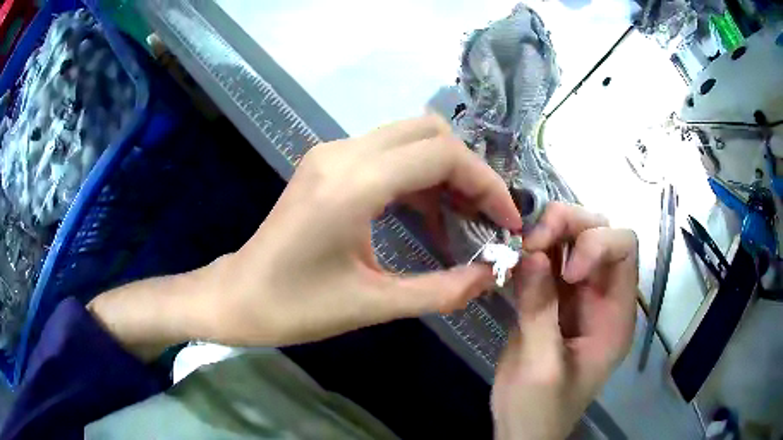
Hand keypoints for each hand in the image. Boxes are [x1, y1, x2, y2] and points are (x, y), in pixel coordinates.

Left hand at [89, 115, 521, 355]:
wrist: (239, 297)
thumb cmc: (296, 308)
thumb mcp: (374, 305)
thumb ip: (442, 290)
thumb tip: (492, 274)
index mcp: (351, 185)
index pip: (441, 154)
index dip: (485, 184)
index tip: (507, 220)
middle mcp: (342, 154)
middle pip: (429, 133)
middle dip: (469, 171)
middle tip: (487, 216)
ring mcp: (331, 154)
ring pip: (410, 138)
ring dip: (445, 172)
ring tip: (465, 219)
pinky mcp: (327, 164)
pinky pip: (388, 154)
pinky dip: (418, 178)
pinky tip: (428, 217)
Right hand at [491, 202, 637, 439]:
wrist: (523, 431)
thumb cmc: (540, 409)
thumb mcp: (541, 367)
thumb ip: (539, 311)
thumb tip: (531, 254)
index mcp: (616, 315)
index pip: (624, 249)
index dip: (597, 244)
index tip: (565, 270)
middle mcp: (602, 297)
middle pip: (599, 233)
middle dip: (569, 224)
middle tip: (531, 241)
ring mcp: (577, 297)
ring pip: (573, 239)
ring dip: (548, 232)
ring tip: (520, 248)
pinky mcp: (552, 301)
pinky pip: (548, 261)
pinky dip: (532, 252)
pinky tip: (515, 261)